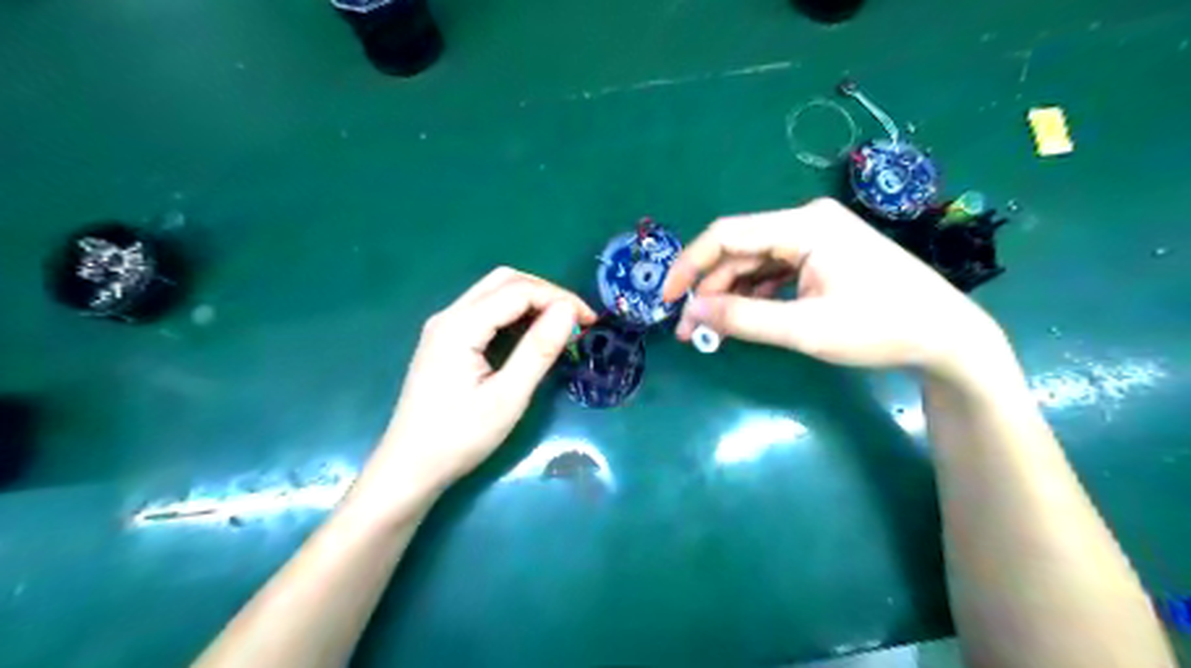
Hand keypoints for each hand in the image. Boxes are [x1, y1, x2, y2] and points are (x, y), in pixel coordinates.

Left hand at [370, 270, 596, 493]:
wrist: (410, 468)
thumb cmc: (460, 437)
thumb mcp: (508, 397)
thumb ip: (539, 349)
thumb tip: (569, 310)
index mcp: (460, 325)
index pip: (519, 290)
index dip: (559, 299)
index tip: (591, 321)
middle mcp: (449, 315)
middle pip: (504, 281)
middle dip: (546, 293)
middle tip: (576, 320)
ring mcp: (443, 327)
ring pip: (493, 293)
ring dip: (530, 301)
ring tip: (559, 326)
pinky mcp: (445, 341)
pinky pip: (484, 311)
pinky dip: (513, 314)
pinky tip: (529, 335)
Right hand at [667, 199, 1008, 380]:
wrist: (945, 336)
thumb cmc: (880, 328)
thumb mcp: (806, 329)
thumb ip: (743, 319)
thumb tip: (690, 314)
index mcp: (804, 226)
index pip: (727, 234)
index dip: (689, 265)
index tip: (666, 298)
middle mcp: (806, 222)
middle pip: (738, 250)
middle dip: (708, 289)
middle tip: (689, 330)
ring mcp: (815, 239)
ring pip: (753, 263)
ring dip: (728, 295)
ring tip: (709, 331)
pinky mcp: (821, 257)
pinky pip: (773, 272)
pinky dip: (752, 296)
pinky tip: (741, 319)